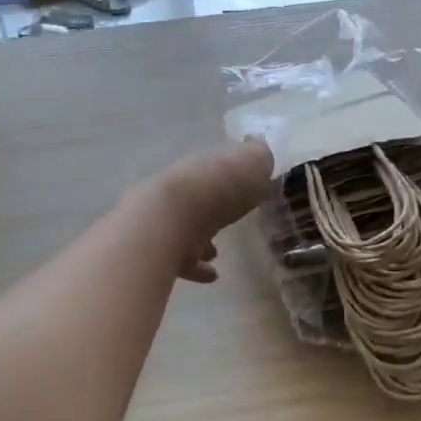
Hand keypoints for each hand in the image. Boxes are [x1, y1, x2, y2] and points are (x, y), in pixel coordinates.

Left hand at [149, 138, 273, 282]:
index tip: (241, 189)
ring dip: (201, 241)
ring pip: (185, 230)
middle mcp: (181, 193)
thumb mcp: (251, 162)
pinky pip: (183, 261)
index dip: (229, 179)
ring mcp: (168, 223)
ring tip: (216, 253)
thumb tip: (257, 145)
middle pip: (198, 200)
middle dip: (211, 210)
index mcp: (202, 169)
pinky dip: (197, 268)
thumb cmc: (219, 188)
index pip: (215, 170)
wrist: (173, 220)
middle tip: (227, 222)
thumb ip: (257, 156)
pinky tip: (212, 276)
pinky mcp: (163, 253)